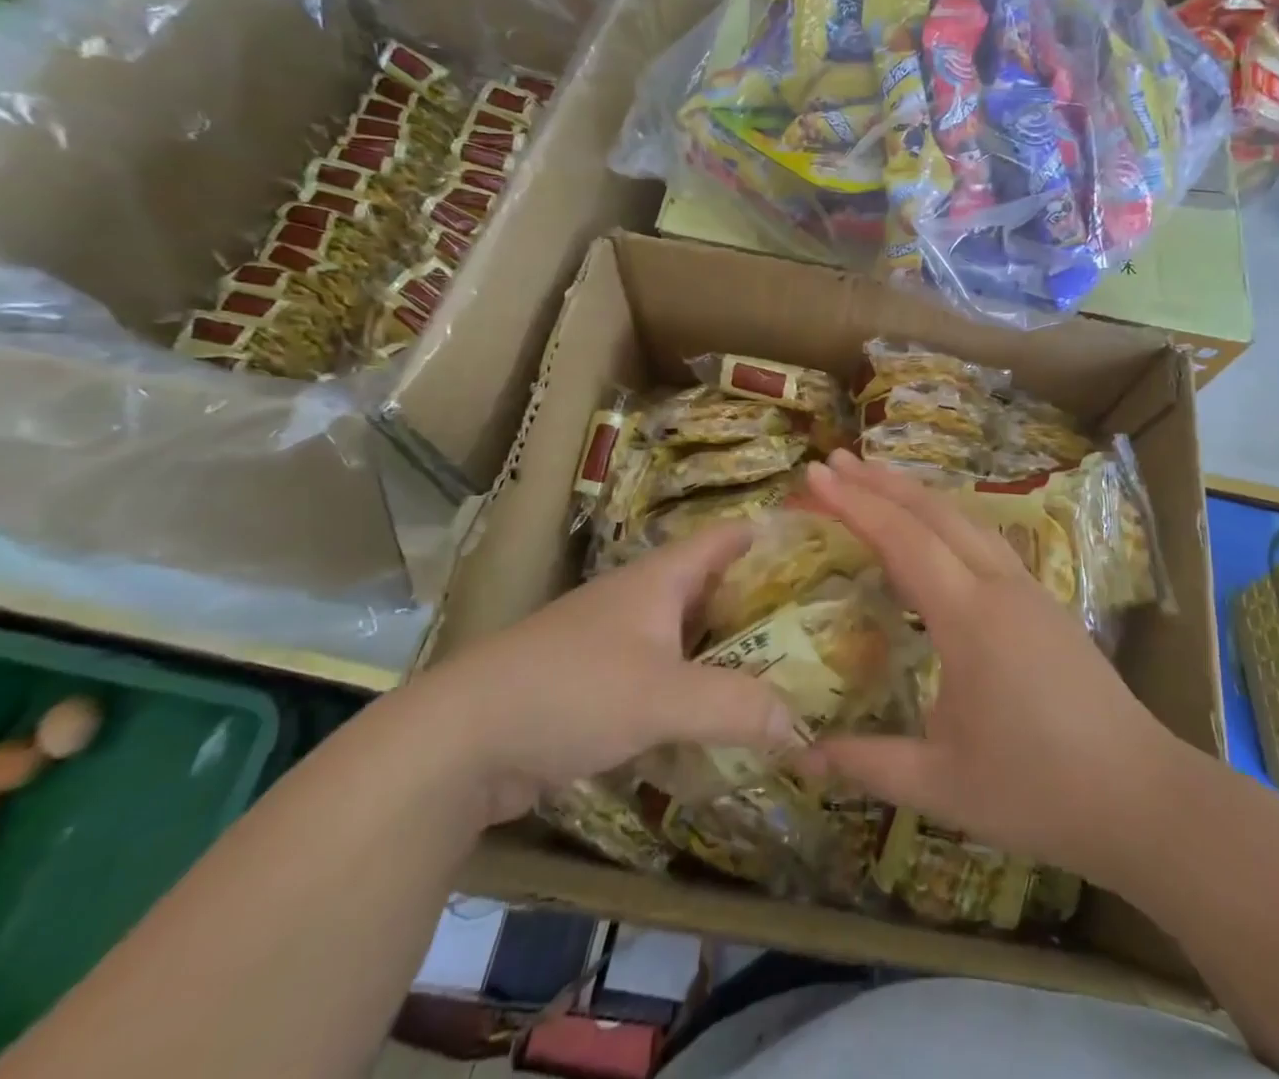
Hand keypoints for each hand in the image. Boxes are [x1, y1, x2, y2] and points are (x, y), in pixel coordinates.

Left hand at [415, 523, 805, 825]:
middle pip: (712, 589)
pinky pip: (664, 680)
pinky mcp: (597, 689)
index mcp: (658, 580)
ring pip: (689, 638)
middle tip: (817, 625)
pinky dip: (696, 693)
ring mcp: (615, 645)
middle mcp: (640, 602)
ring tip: (784, 673)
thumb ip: (735, 707)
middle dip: (761, 604)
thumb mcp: (661, 696)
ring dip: (729, 653)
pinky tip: (722, 721)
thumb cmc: (569, 692)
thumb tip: (803, 726)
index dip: (768, 536)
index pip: (725, 539)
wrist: (459, 742)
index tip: (818, 547)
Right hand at [797, 451, 1190, 888]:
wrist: (1143, 798)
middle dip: (881, 482)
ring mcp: (1028, 590)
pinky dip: (946, 520)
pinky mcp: (1045, 604)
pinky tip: (934, 537)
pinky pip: (985, 541)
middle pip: (935, 512)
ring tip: (876, 482)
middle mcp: (999, 587)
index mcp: (970, 619)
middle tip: (835, 461)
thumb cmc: (1038, 791)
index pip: (902, 540)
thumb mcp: (942, 785)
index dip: (855, 503)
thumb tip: (799, 756)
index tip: (815, 474)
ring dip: (917, 495)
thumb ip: (869, 764)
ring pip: (966, 520)